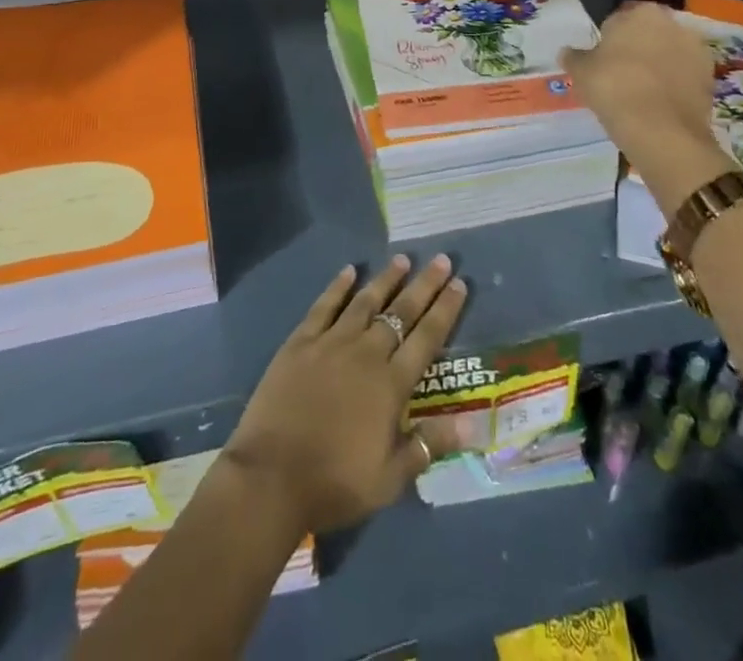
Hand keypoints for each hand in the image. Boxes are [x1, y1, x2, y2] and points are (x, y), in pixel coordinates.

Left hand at [221, 255, 466, 535]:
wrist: (272, 477)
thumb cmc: (335, 483)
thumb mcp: (389, 479)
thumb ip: (427, 446)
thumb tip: (471, 424)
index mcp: (391, 385)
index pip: (427, 339)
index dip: (445, 310)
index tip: (460, 284)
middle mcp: (366, 354)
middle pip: (401, 312)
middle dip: (424, 285)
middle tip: (441, 259)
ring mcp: (331, 343)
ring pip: (365, 302)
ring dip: (385, 279)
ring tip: (402, 259)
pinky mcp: (300, 342)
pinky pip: (324, 306)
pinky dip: (338, 286)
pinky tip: (349, 271)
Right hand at [561, 1, 733, 216]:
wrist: (660, 130)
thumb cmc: (613, 88)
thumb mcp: (581, 72)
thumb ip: (574, 57)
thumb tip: (567, 52)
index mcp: (639, 13)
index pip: (618, 20)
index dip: (609, 41)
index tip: (602, 62)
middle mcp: (671, 22)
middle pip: (648, 33)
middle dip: (637, 48)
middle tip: (621, 76)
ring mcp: (695, 49)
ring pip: (669, 53)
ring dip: (659, 65)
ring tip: (642, 93)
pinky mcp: (710, 76)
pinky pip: (685, 74)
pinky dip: (675, 83)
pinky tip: (660, 103)